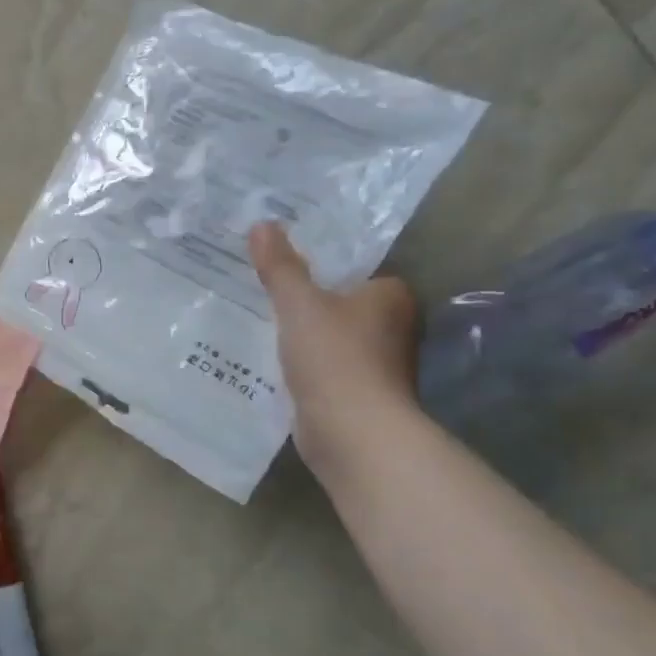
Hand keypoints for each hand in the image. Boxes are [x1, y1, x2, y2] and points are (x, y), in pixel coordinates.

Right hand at [248, 222, 420, 472]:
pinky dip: (305, 366)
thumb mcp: (299, 304)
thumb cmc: (334, 357)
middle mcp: (394, 328)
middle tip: (267, 291)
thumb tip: (262, 224)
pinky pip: (325, 368)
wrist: (352, 432)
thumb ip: (280, 266)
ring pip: (334, 338)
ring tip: (261, 324)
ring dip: (306, 337)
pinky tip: (274, 362)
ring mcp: (379, 365)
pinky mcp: (359, 395)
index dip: (326, 269)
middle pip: (344, 306)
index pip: (359, 272)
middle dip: (311, 303)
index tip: (287, 268)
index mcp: (391, 297)